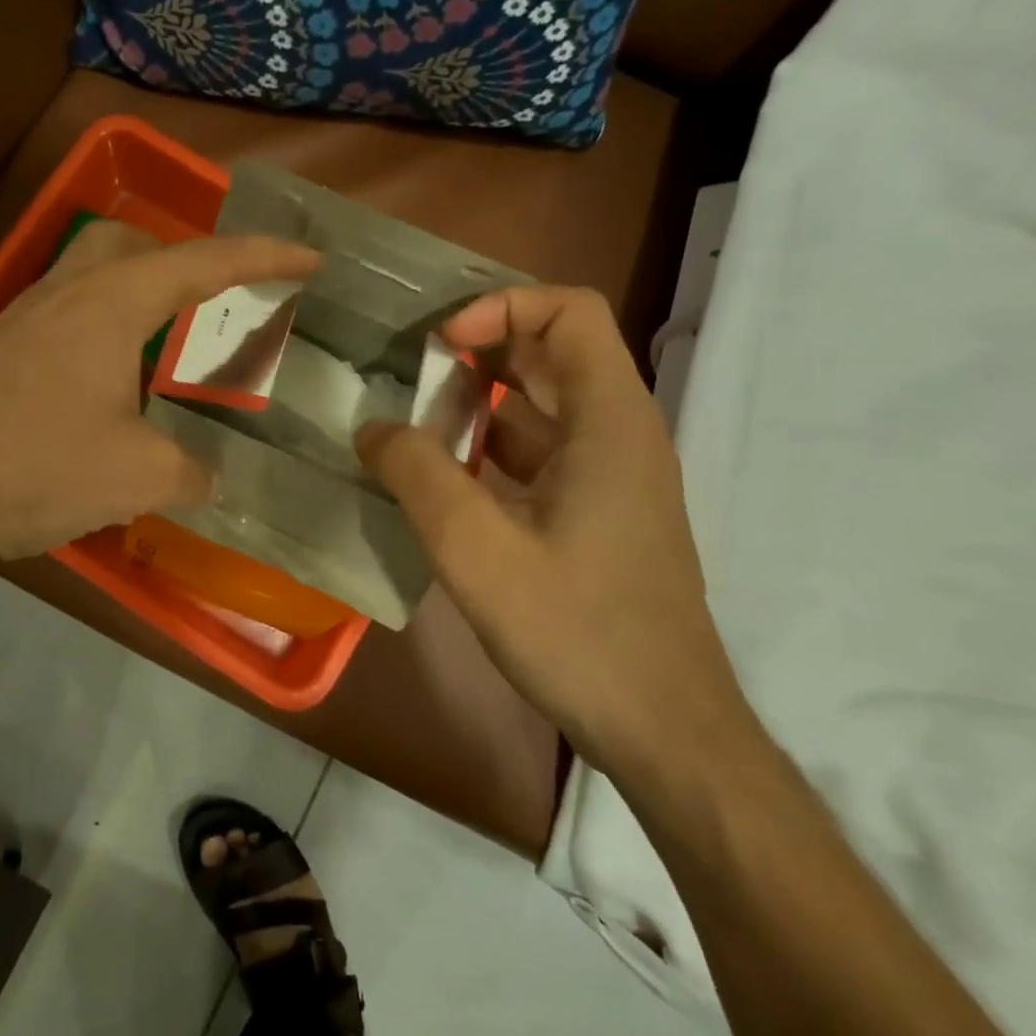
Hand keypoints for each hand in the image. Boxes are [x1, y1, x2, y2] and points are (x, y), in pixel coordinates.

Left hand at [0, 221, 319, 560]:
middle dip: (184, 261)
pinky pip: (66, 322)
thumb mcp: (135, 475)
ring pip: (94, 280)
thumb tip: (206, 477)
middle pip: (134, 245)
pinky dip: (104, 339)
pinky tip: (109, 392)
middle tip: (212, 304)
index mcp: (112, 303)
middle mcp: (67, 294)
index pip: (204, 262)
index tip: (311, 258)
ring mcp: (24, 320)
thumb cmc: (34, 461)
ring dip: (140, 302)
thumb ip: (188, 472)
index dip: (265, 257)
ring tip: (166, 356)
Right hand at [355, 285, 745, 772]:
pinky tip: (439, 481)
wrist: (662, 728)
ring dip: (476, 404)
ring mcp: (610, 478)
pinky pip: (539, 457)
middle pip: (550, 354)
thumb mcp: (476, 550)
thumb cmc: (576, 631)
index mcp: (609, 421)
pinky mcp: (596, 516)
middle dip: (477, 350)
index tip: (440, 344)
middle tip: (406, 373)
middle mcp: (618, 435)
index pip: (569, 311)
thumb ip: (418, 476)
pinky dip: (488, 451)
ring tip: (407, 423)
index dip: (501, 307)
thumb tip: (373, 429)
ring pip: (541, 410)